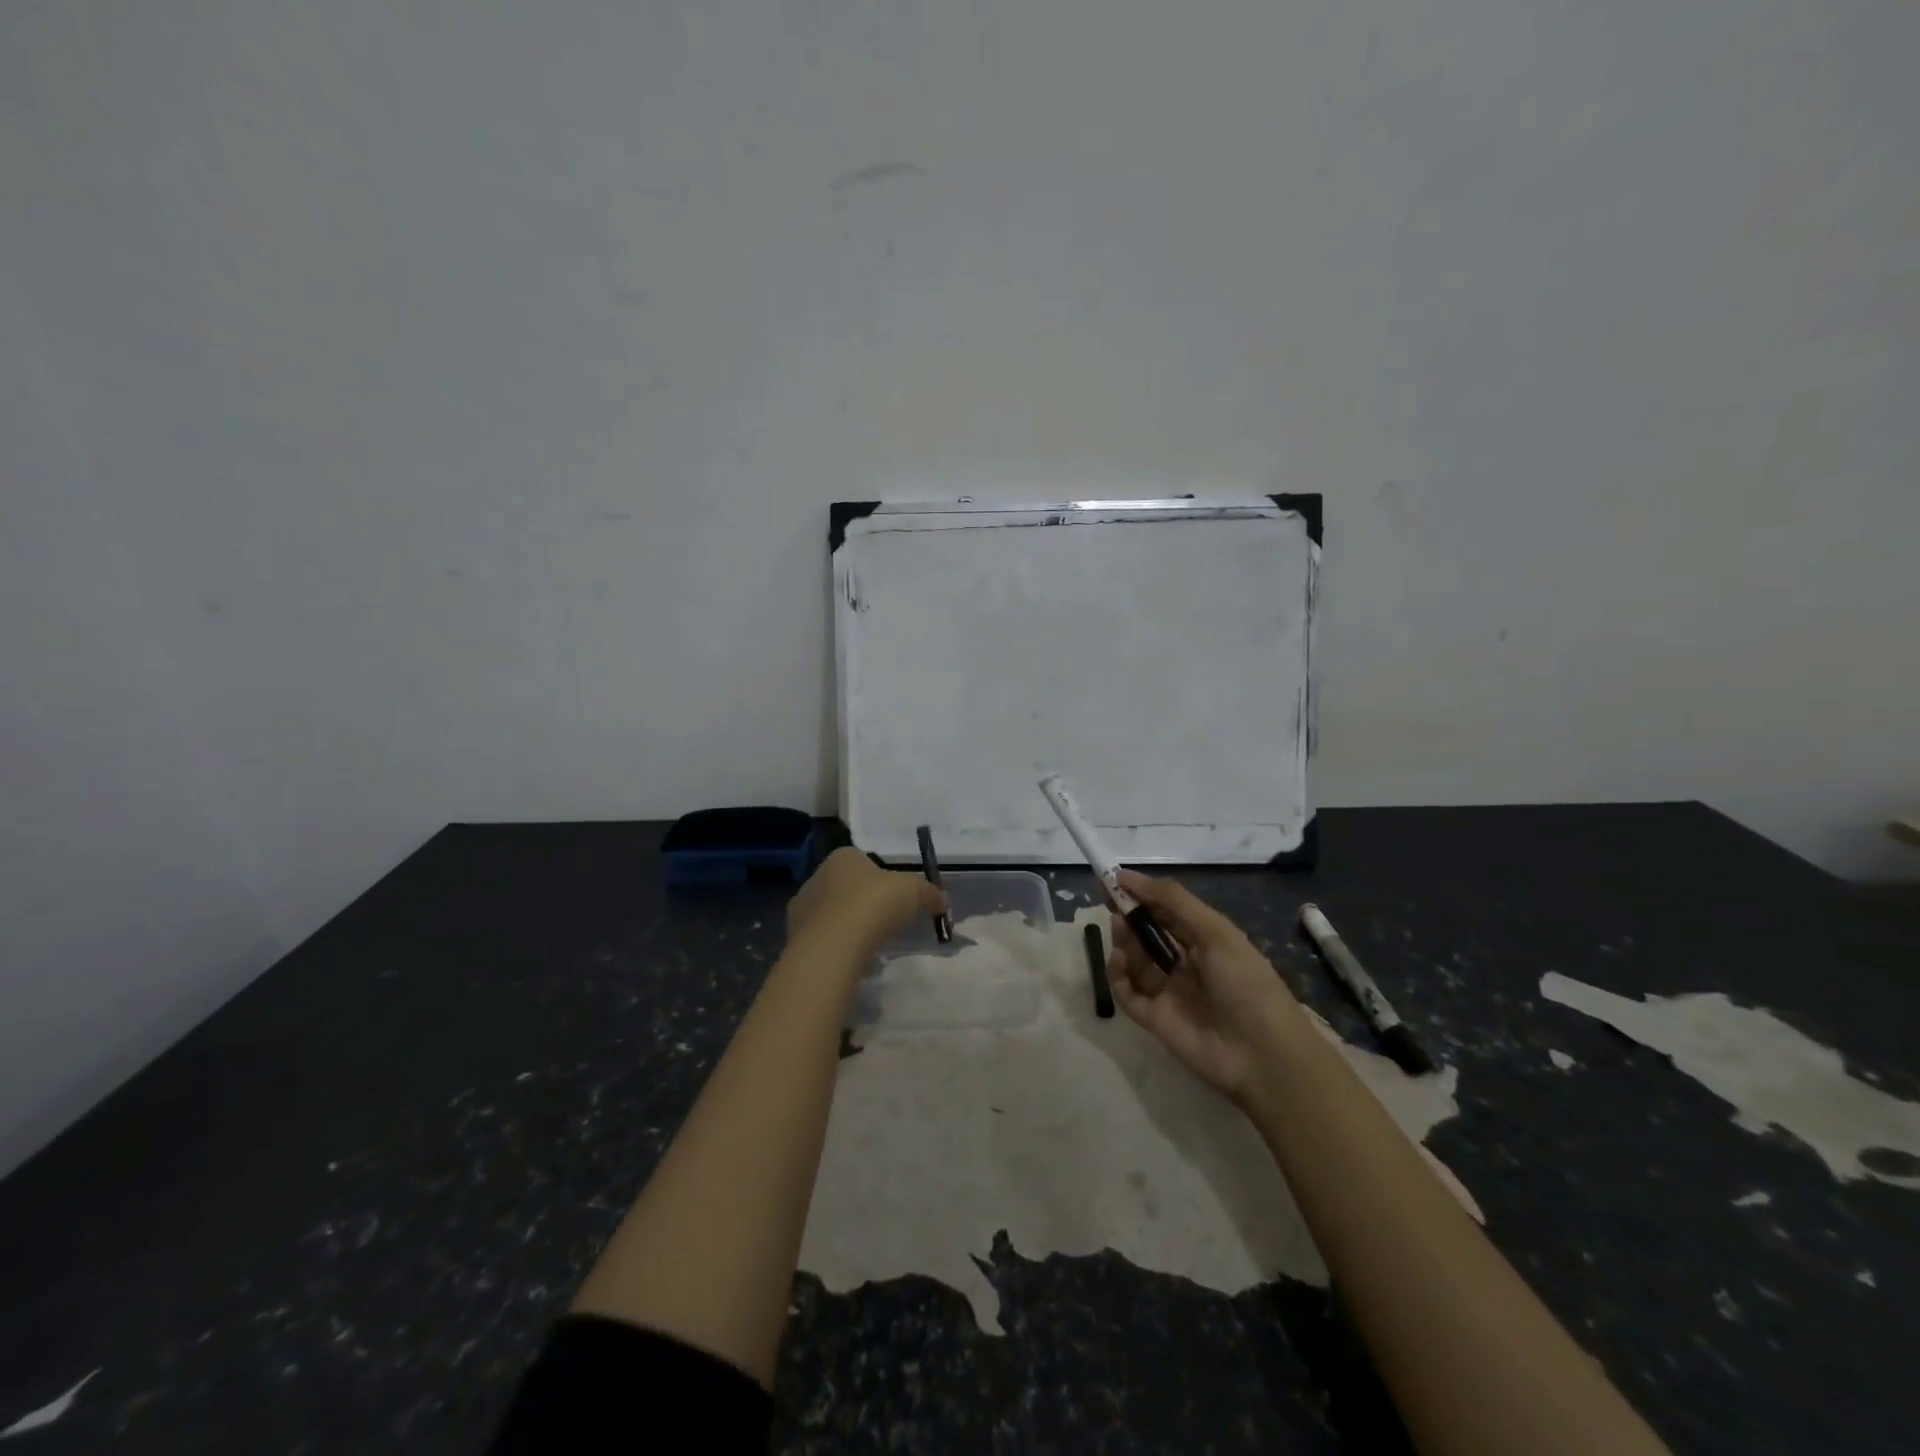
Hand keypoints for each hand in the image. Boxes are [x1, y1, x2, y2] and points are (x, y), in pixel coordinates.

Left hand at [786, 847, 945, 959]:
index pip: (863, 861)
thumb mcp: (913, 891)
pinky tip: (853, 960)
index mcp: (843, 857)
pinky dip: (837, 947)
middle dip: (864, 903)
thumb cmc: (873, 905)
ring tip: (870, 945)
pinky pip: (823, 938)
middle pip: (847, 887)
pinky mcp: (795, 936)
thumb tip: (943, 900)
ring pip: (832, 914)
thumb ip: (929, 893)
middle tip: (885, 923)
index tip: (896, 898)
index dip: (882, 878)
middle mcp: (818, 875)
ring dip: (849, 926)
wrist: (833, 946)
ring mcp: (802, 907)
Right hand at [1107, 870, 1298, 1105]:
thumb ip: (1172, 900)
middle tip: (1110, 902)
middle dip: (1130, 916)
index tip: (1114, 879)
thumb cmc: (1245, 983)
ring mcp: (1170, 992)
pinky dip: (1117, 975)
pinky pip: (1127, 992)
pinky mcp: (1155, 1019)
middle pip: (1148, 934)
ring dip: (1124, 941)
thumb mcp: (1215, 932)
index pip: (1168, 911)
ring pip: (1135, 960)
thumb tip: (1126, 875)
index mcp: (1207, 940)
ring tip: (1119, 927)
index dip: (1143, 894)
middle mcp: (1187, 963)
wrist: (1264, 1056)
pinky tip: (1118, 960)